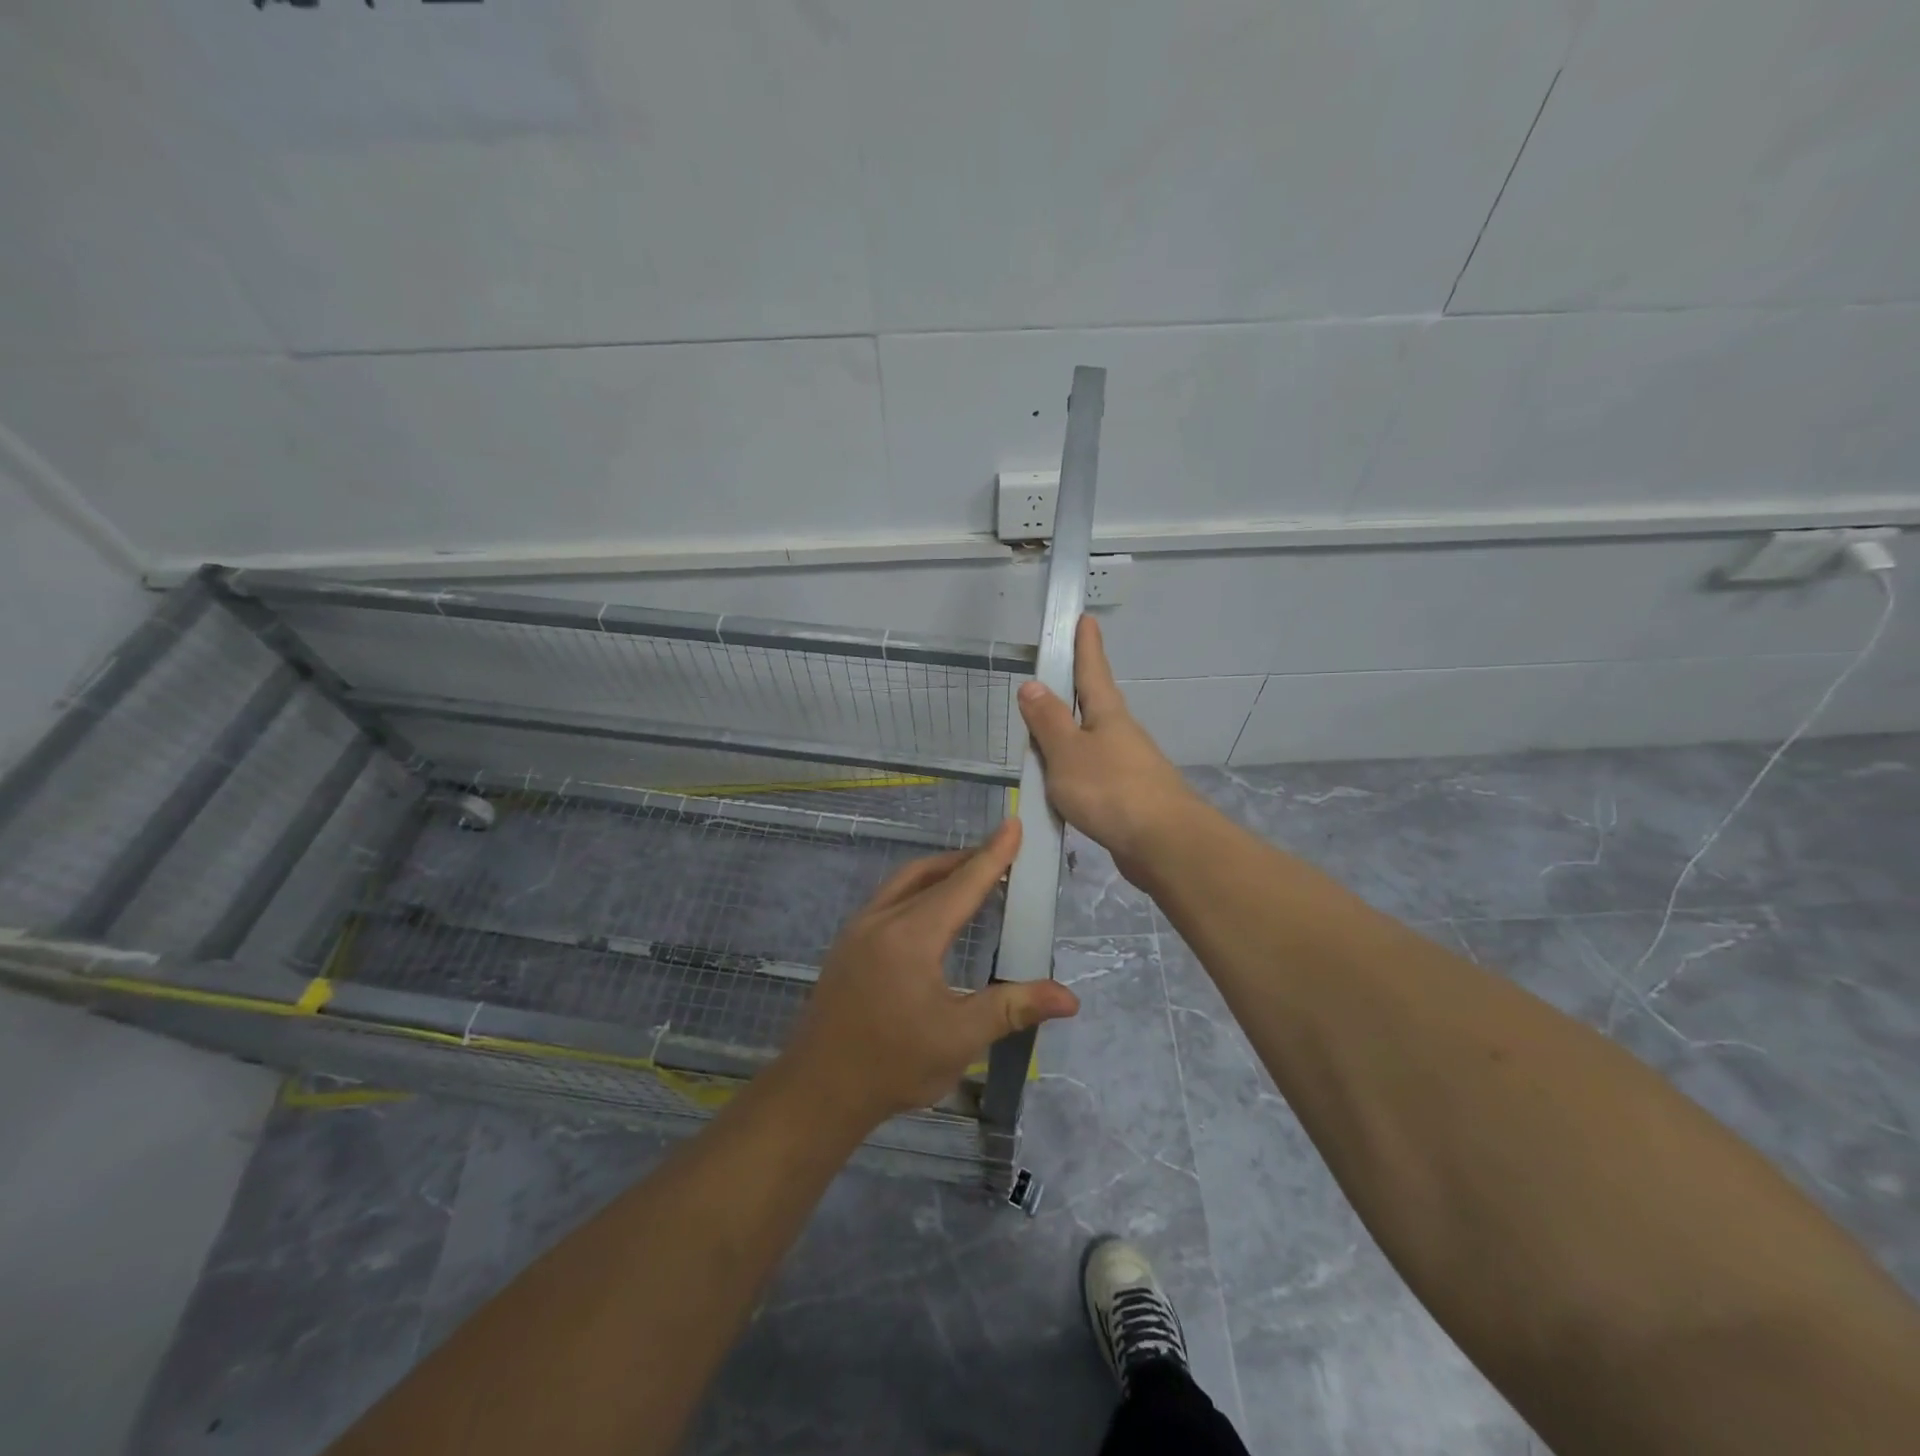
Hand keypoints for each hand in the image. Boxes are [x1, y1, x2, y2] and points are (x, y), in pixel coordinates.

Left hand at [785, 820, 1080, 1127]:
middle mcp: (882, 920)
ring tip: (971, 878)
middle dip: (968, 860)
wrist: (818, 1090)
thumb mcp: (960, 1038)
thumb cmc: (893, 1065)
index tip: (1014, 824)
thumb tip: (1069, 999)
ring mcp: (858, 929)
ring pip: (904, 882)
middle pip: (931, 874)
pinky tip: (930, 913)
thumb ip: (1013, 1008)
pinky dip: (917, 889)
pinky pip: (888, 898)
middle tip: (1002, 857)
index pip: (963, 885)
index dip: (993, 855)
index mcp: (911, 936)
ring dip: (940, 872)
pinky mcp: (846, 944)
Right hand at [1017, 615, 1198, 882]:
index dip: (1086, 646)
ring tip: (1044, 739)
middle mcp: (1121, 734)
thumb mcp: (1067, 752)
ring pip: (1093, 742)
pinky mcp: (1128, 797)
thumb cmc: (1110, 790)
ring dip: (1072, 736)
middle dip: (1075, 691)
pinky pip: (1094, 775)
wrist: (1163, 844)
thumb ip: (1048, 721)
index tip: (1085, 618)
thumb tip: (1032, 685)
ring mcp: (1129, 766)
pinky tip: (1062, 787)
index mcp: (1107, 715)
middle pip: (1094, 705)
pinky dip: (1075, 772)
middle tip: (1052, 679)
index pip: (1093, 670)